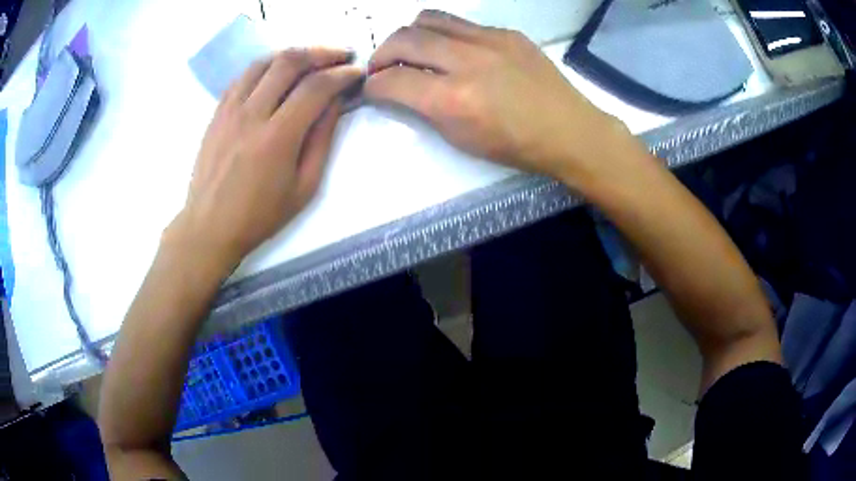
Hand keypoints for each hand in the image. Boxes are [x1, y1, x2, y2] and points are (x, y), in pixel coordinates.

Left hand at [174, 48, 362, 267]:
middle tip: (341, 55)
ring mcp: (230, 110)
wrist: (209, 227)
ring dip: (294, 54)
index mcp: (277, 138)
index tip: (357, 72)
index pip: (316, 88)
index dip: (342, 74)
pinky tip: (278, 73)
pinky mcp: (217, 112)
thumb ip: (321, 140)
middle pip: (290, 62)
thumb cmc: (259, 215)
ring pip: (265, 62)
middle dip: (322, 52)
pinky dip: (267, 67)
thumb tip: (335, 103)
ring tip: (312, 60)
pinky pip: (244, 76)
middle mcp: (251, 115)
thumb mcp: (303, 187)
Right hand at [364, 10, 633, 185]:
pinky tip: (453, 51)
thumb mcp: (461, 139)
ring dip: (410, 34)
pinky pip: (462, 24)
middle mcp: (466, 61)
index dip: (372, 85)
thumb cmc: (516, 146)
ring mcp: (489, 40)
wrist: (569, 131)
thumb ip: (424, 110)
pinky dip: (445, 35)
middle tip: (382, 67)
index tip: (371, 88)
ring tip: (412, 50)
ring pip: (429, 19)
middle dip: (381, 53)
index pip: (392, 80)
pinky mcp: (506, 33)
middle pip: (404, 39)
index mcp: (453, 100)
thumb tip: (399, 91)